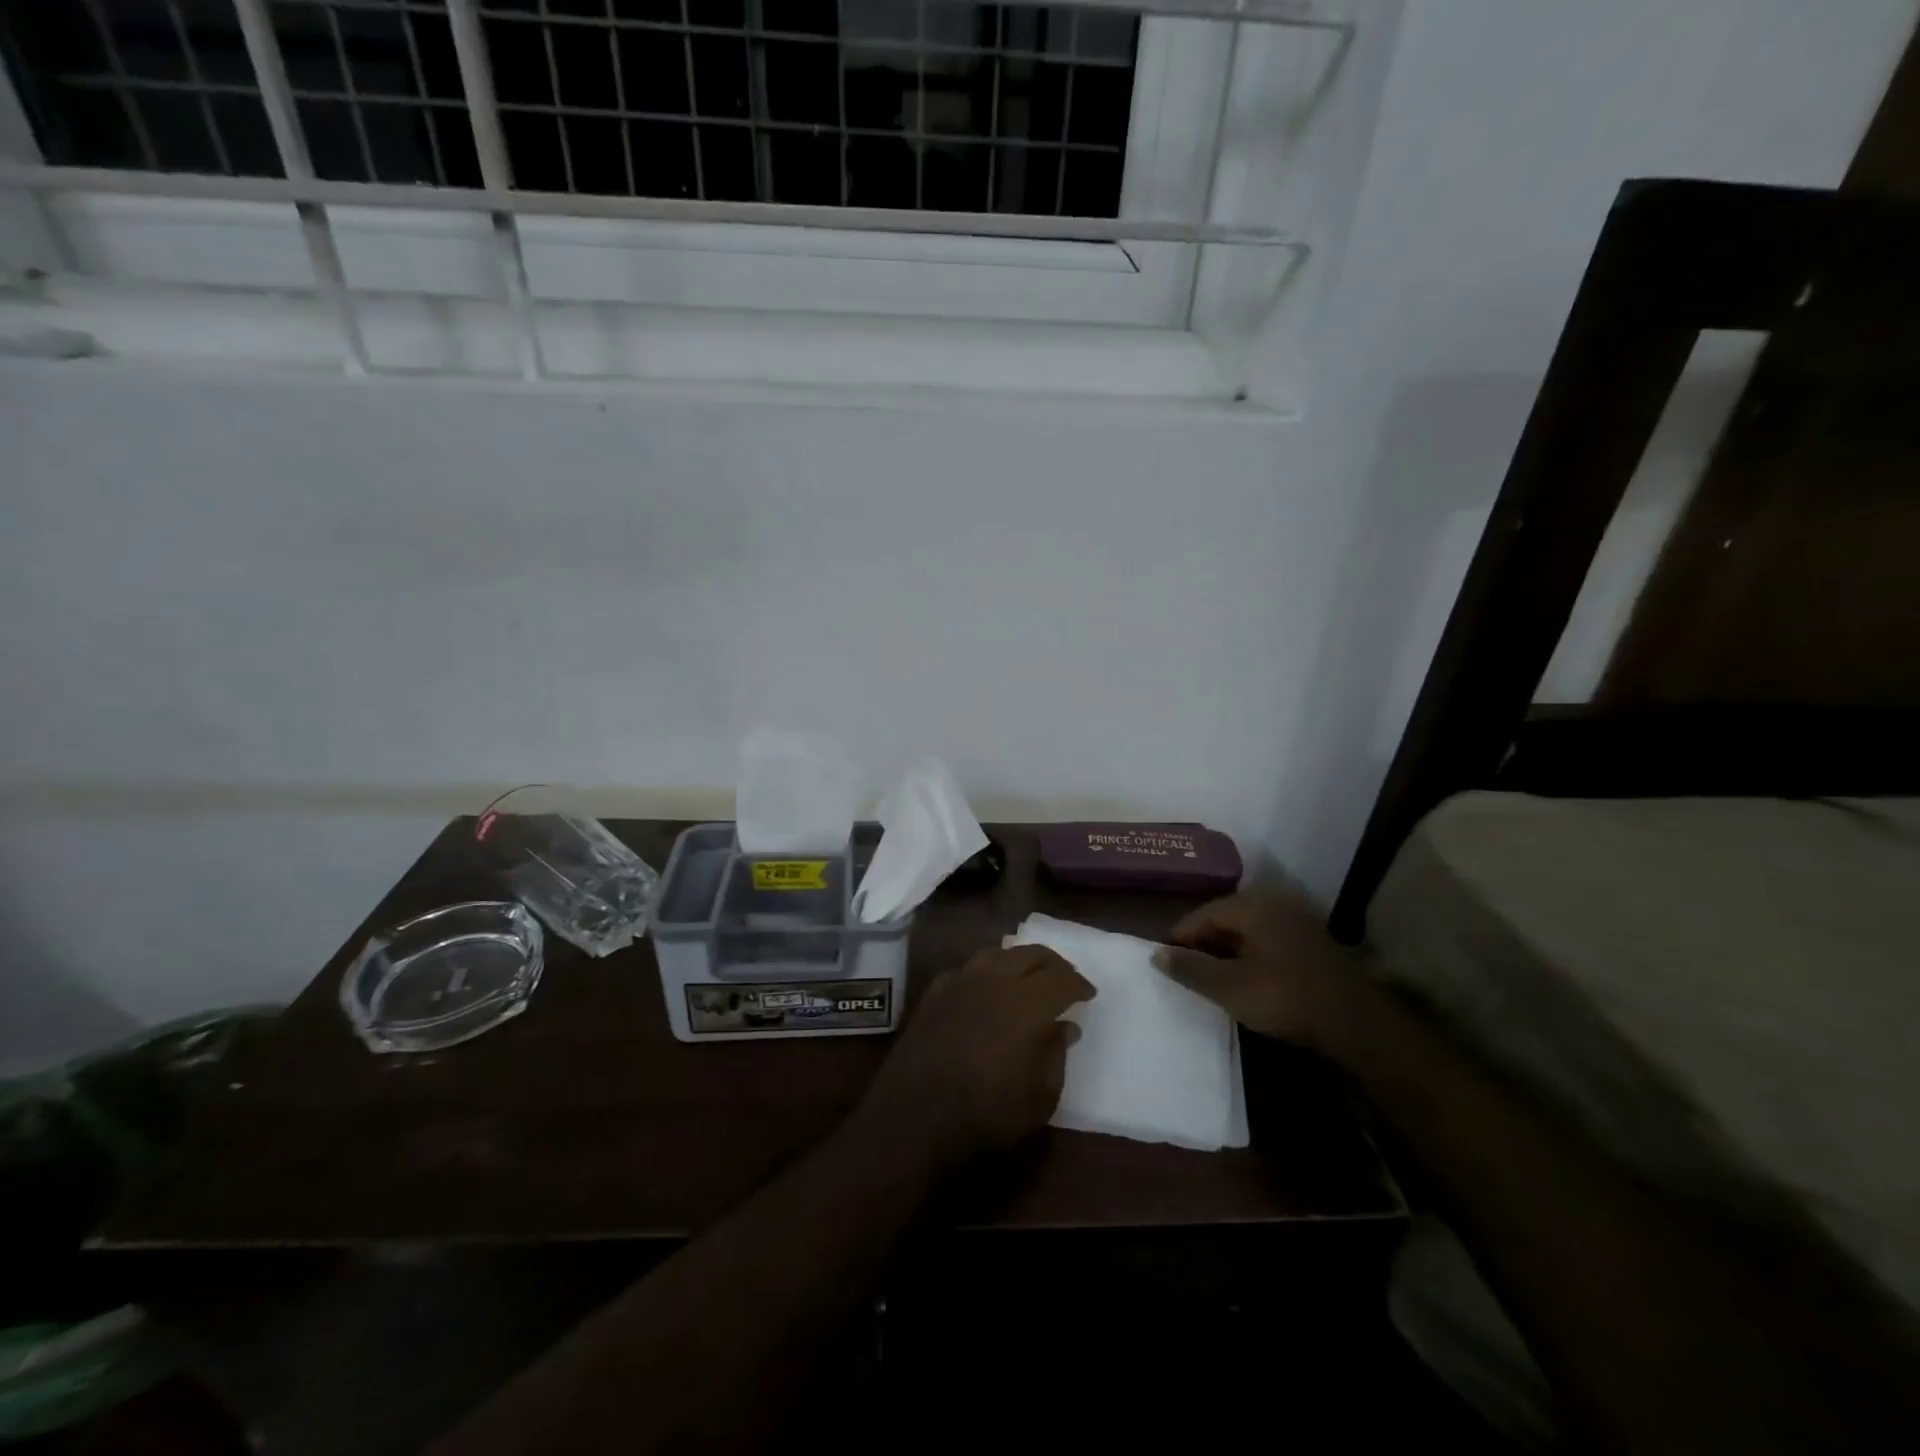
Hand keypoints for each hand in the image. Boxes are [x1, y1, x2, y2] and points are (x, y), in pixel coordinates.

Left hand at [857, 945, 1094, 1169]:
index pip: (1061, 979)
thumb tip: (1065, 1027)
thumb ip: (1056, 1055)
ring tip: (1028, 977)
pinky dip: (986, 972)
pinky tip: (987, 988)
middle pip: (1030, 955)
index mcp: (1027, 1002)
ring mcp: (960, 981)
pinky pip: (968, 969)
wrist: (915, 1118)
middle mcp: (995, 979)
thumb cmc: (986, 1114)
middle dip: (1053, 964)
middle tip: (1065, 979)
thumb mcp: (1039, 1098)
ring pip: (997, 954)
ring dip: (1019, 961)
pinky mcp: (935, 992)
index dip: (1078, 984)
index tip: (1088, 994)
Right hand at [1151, 890, 1356, 1046]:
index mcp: (1251, 906)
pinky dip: (1250, 957)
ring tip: (1212, 980)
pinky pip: (1268, 942)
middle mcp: (1274, 904)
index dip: (1179, 938)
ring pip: (1247, 932)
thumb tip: (1155, 954)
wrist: (1357, 1023)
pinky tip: (1246, 981)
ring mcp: (1297, 922)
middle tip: (1187, 973)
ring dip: (1227, 952)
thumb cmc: (1285, 998)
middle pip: (1225, 919)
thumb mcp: (1228, 987)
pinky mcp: (1312, 944)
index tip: (1165, 963)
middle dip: (1203, 945)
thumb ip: (1190, 968)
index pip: (1202, 914)